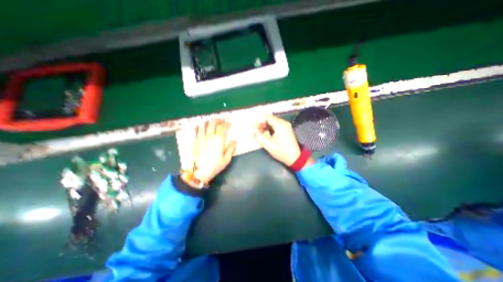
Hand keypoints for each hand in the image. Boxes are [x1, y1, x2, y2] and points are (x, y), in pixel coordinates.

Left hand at [188, 118, 236, 184]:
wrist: (198, 173)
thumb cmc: (214, 166)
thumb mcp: (226, 159)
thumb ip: (231, 149)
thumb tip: (234, 141)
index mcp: (218, 140)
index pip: (223, 127)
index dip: (227, 124)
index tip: (229, 123)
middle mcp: (209, 136)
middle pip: (213, 123)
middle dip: (218, 120)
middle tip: (221, 120)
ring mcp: (200, 137)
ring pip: (203, 124)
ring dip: (208, 122)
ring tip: (211, 122)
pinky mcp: (193, 141)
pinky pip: (194, 130)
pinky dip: (197, 126)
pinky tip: (200, 127)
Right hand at [256, 115, 312, 166]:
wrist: (294, 157)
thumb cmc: (281, 152)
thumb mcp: (268, 145)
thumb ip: (259, 137)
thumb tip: (253, 130)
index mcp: (280, 125)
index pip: (267, 117)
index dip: (259, 121)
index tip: (254, 127)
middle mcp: (284, 123)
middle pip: (270, 118)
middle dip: (262, 123)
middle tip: (256, 130)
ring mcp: (286, 125)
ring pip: (273, 121)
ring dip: (266, 125)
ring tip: (260, 133)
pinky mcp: (287, 129)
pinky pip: (277, 124)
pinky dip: (271, 127)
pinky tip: (267, 133)